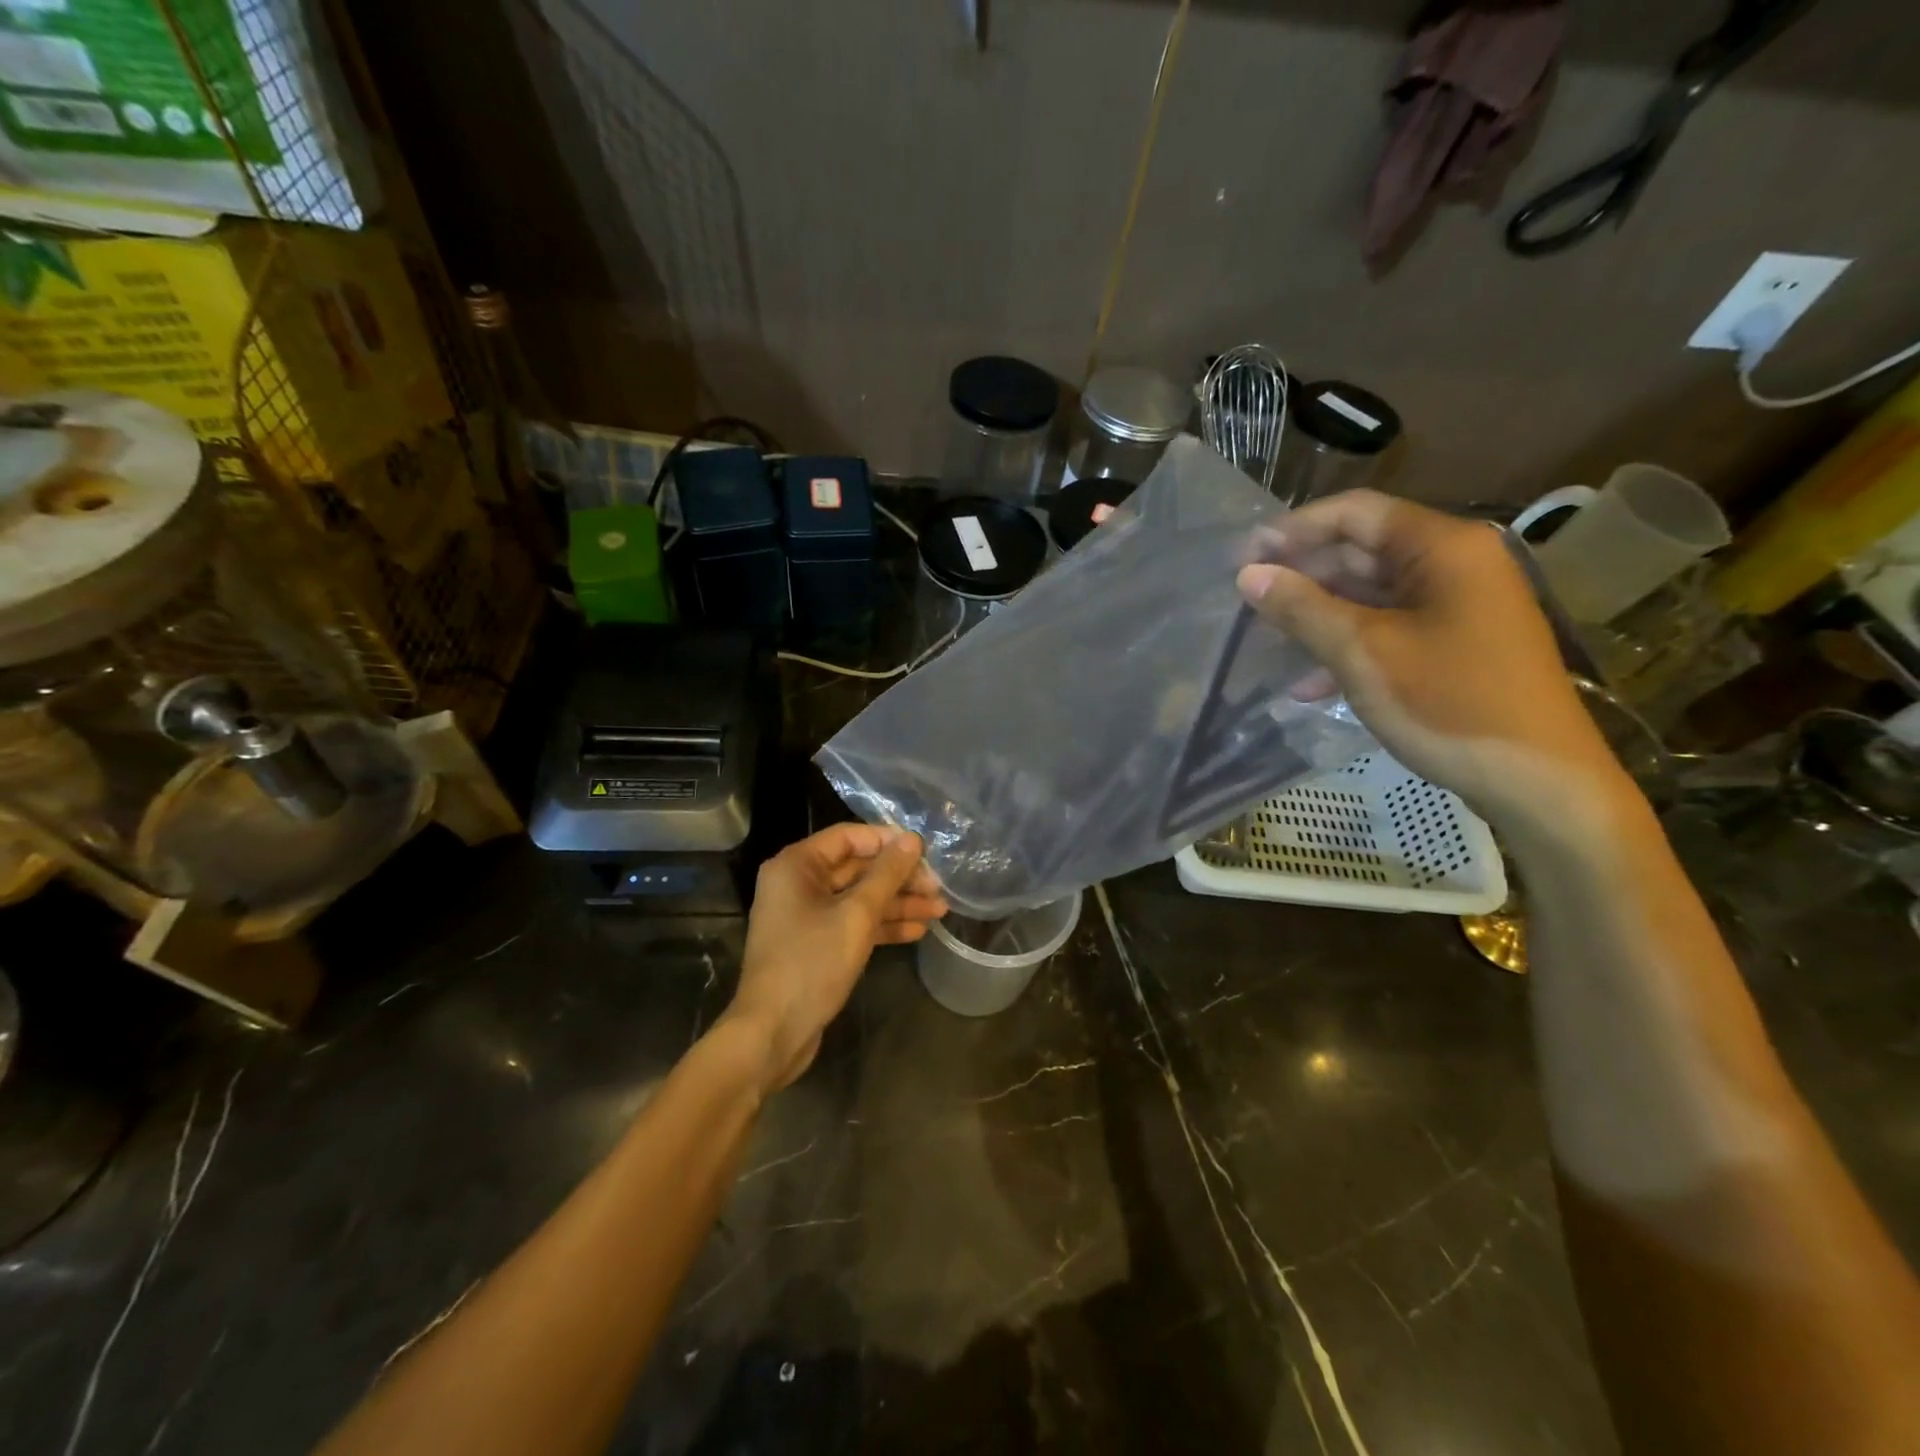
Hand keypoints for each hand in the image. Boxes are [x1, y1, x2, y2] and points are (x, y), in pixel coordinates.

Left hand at [724, 824, 946, 1091]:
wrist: (773, 1033)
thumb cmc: (811, 963)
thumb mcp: (856, 915)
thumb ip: (887, 875)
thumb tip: (913, 839)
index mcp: (797, 865)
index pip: (850, 837)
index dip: (889, 841)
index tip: (926, 852)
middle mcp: (798, 884)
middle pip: (857, 868)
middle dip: (899, 878)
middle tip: (939, 887)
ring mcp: (806, 916)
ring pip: (859, 898)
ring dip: (897, 903)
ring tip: (940, 910)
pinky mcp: (816, 944)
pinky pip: (853, 923)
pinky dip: (882, 925)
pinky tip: (917, 930)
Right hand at [1237, 489, 1628, 833]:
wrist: (1539, 782)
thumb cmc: (1451, 704)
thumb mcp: (1364, 653)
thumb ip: (1303, 609)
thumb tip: (1248, 575)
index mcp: (1443, 548)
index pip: (1356, 513)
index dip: (1294, 529)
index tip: (1243, 557)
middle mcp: (1455, 564)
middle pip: (1363, 551)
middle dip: (1302, 575)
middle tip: (1246, 601)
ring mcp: (1458, 606)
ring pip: (1372, 595)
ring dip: (1318, 615)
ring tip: (1266, 639)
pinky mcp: (1456, 645)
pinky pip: (1390, 629)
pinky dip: (1348, 646)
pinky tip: (1306, 684)